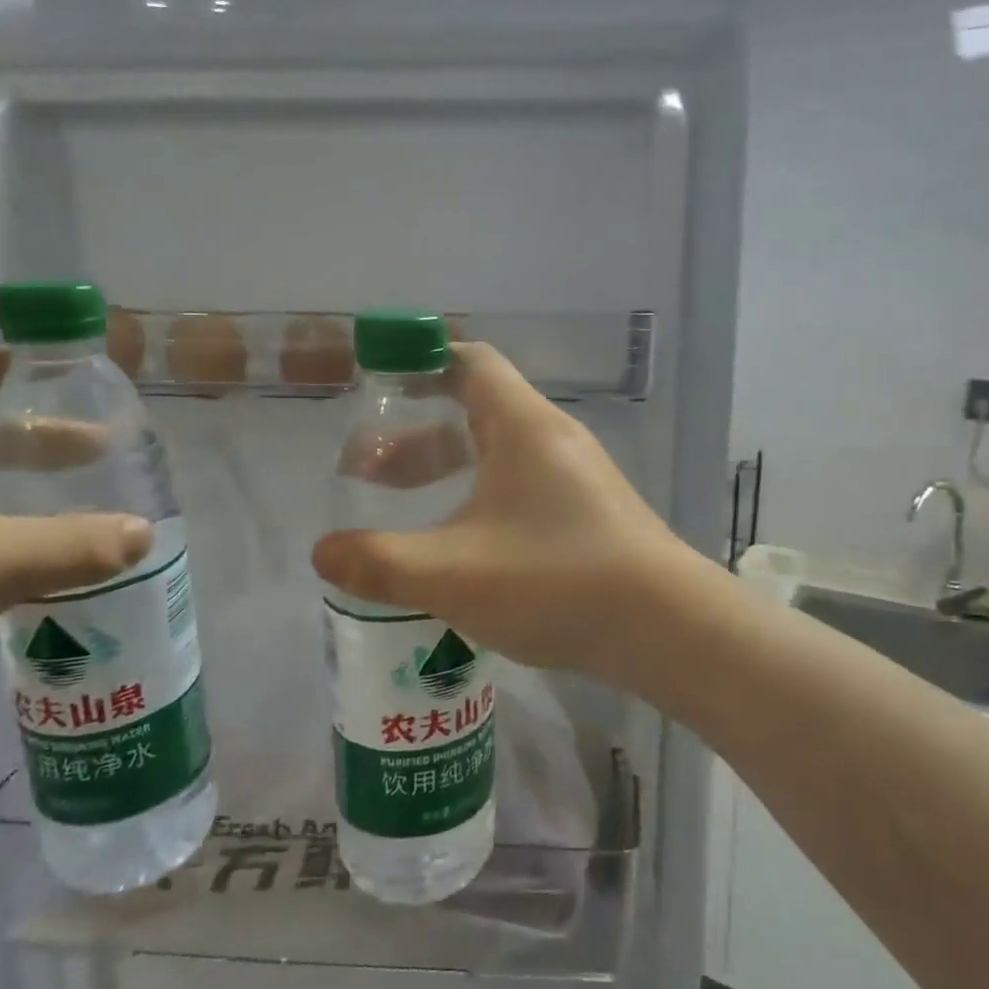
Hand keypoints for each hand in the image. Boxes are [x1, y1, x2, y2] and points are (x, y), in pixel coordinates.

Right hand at [311, 343, 700, 680]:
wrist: (666, 627)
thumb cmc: (557, 581)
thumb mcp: (453, 574)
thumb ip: (379, 563)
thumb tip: (322, 553)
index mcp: (522, 425)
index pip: (469, 361)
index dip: (420, 361)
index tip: (378, 380)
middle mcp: (552, 438)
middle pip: (475, 411)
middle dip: (415, 436)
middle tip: (366, 471)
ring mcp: (577, 476)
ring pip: (498, 455)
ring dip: (446, 472)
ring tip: (402, 511)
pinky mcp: (590, 512)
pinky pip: (522, 486)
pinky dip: (480, 499)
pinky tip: (460, 547)